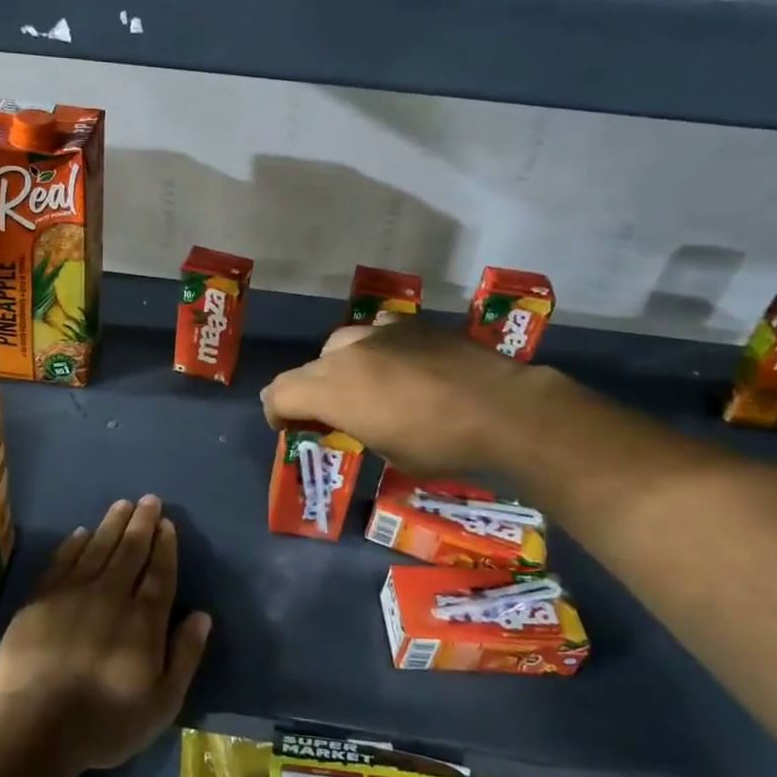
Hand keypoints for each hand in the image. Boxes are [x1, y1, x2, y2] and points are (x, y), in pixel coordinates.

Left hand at [0, 496, 211, 775]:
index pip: (159, 573)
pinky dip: (74, 544)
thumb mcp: (162, 702)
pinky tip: (81, 532)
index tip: (167, 523)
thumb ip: (185, 655)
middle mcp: (111, 595)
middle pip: (130, 551)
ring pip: (97, 547)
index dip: (165, 546)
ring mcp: (73, 593)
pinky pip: (62, 560)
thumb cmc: (106, 721)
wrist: (37, 726)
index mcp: (143, 619)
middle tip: (149, 499)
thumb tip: (202, 615)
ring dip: (112, 524)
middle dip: (142, 523)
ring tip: (122, 504)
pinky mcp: (41, 599)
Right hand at [262, 322, 520, 475]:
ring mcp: (378, 333)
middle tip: (322, 414)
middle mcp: (346, 355)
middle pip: (306, 369)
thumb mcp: (388, 452)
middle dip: (305, 392)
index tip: (286, 427)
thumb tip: (352, 419)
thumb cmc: (441, 444)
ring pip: (338, 345)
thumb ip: (356, 428)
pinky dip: (373, 347)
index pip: (280, 393)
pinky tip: (392, 360)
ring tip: (358, 385)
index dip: (276, 412)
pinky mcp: (408, 324)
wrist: (501, 408)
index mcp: (333, 391)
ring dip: (337, 366)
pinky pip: (375, 330)